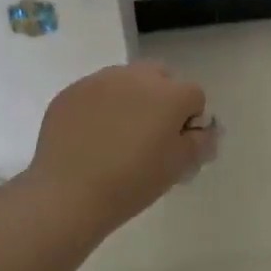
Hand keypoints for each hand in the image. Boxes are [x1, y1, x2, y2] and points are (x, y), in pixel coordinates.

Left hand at [28, 62, 217, 233]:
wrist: (68, 194)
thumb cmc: (131, 183)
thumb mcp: (177, 167)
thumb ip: (199, 142)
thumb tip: (202, 130)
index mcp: (170, 94)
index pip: (194, 96)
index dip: (189, 120)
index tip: (176, 145)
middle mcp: (137, 77)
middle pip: (160, 77)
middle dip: (161, 98)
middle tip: (149, 134)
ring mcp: (100, 80)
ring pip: (126, 80)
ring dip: (130, 99)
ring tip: (115, 135)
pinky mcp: (71, 91)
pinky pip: (95, 92)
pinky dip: (99, 107)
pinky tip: (89, 137)